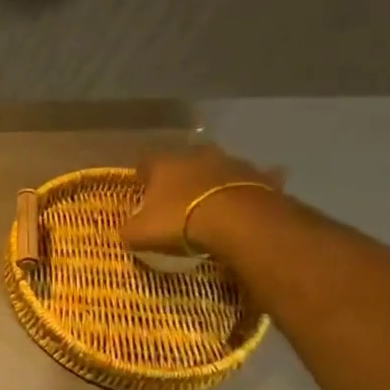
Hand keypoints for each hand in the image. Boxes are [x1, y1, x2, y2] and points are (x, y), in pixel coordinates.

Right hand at [124, 144, 283, 255]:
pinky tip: (248, 204)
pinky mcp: (261, 177)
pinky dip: (249, 189)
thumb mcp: (140, 233)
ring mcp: (232, 163)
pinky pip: (254, 181)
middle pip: (185, 161)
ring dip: (215, 181)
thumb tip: (128, 231)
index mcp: (164, 164)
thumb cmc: (180, 222)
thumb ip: (130, 229)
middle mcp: (197, 155)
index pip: (146, 162)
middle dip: (182, 175)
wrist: (239, 222)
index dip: (143, 177)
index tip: (142, 191)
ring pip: (220, 168)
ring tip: (214, 204)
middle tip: (179, 198)